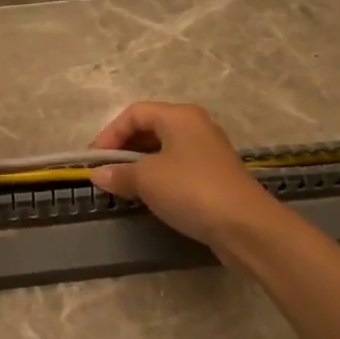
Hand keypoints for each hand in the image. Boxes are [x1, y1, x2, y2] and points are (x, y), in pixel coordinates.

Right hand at [87, 101, 278, 249]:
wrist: (245, 226)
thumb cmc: (191, 190)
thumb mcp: (147, 179)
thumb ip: (119, 174)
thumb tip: (98, 174)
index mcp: (179, 116)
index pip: (134, 113)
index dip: (110, 134)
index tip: (94, 161)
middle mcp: (195, 127)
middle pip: (150, 128)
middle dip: (123, 148)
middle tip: (105, 173)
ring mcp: (208, 152)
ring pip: (164, 150)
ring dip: (139, 165)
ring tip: (122, 186)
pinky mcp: (214, 177)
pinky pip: (177, 168)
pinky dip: (158, 178)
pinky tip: (148, 197)